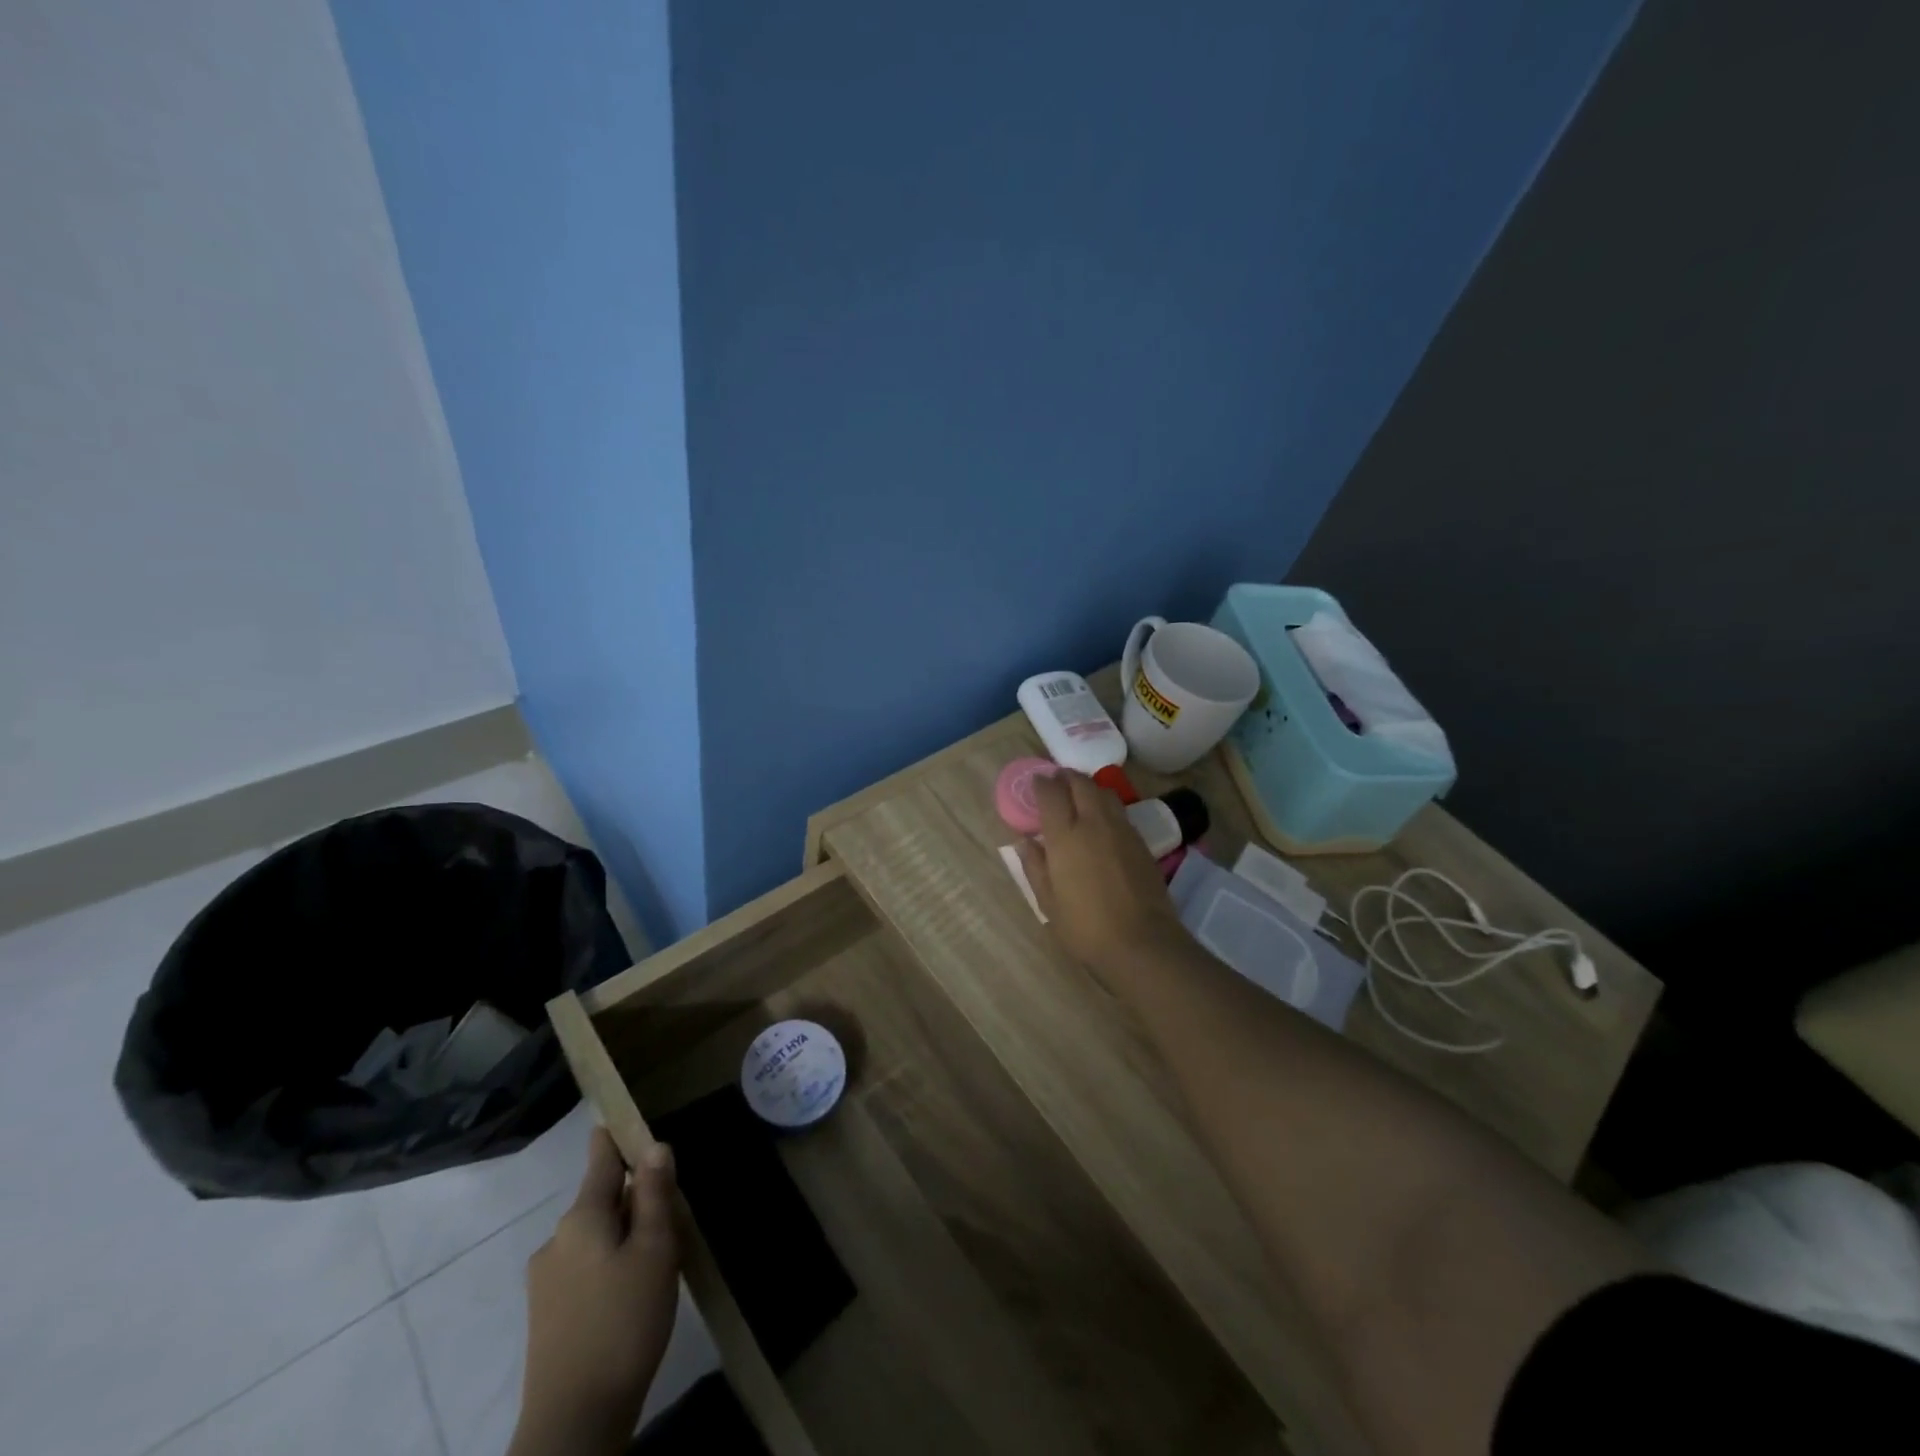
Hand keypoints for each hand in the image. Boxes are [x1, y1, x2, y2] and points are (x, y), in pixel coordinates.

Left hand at [512, 1128, 680, 1455]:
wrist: (574, 1422)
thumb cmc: (624, 1322)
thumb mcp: (654, 1250)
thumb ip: (654, 1195)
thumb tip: (654, 1146)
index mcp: (581, 1217)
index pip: (601, 1159)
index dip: (617, 1137)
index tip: (630, 1121)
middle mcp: (556, 1240)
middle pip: (602, 1199)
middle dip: (634, 1198)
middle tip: (671, 1216)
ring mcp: (545, 1280)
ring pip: (595, 1236)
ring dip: (624, 1235)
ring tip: (658, 1261)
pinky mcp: (546, 1315)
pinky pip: (585, 1267)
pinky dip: (610, 1265)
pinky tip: (633, 1294)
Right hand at [1017, 770, 1191, 975]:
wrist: (1142, 942)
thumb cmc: (1085, 927)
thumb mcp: (1048, 902)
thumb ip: (1035, 867)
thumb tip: (1026, 842)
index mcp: (1065, 836)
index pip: (1051, 793)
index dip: (1042, 783)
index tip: (1036, 782)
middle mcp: (1094, 823)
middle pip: (1081, 783)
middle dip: (1066, 777)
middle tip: (1057, 782)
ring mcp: (1121, 829)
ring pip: (1104, 792)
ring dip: (1088, 787)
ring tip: (1079, 796)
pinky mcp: (1141, 841)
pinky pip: (1120, 811)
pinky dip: (1106, 806)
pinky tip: (1102, 822)